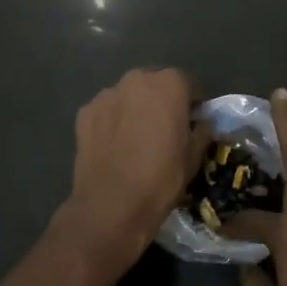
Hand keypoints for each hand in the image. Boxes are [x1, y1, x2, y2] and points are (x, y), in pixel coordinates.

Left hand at [63, 67, 201, 261]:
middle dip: (161, 101)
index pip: (187, 84)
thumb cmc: (161, 178)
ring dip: (134, 109)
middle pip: (155, 84)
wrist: (111, 206)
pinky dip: (111, 122)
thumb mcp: (194, 156)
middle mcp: (137, 79)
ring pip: (128, 96)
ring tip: (135, 140)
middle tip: (163, 130)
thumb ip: (202, 130)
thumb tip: (201, 123)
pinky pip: (106, 111)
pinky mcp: (85, 112)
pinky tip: (113, 146)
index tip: (192, 124)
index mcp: (169, 83)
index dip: (192, 104)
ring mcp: (107, 94)